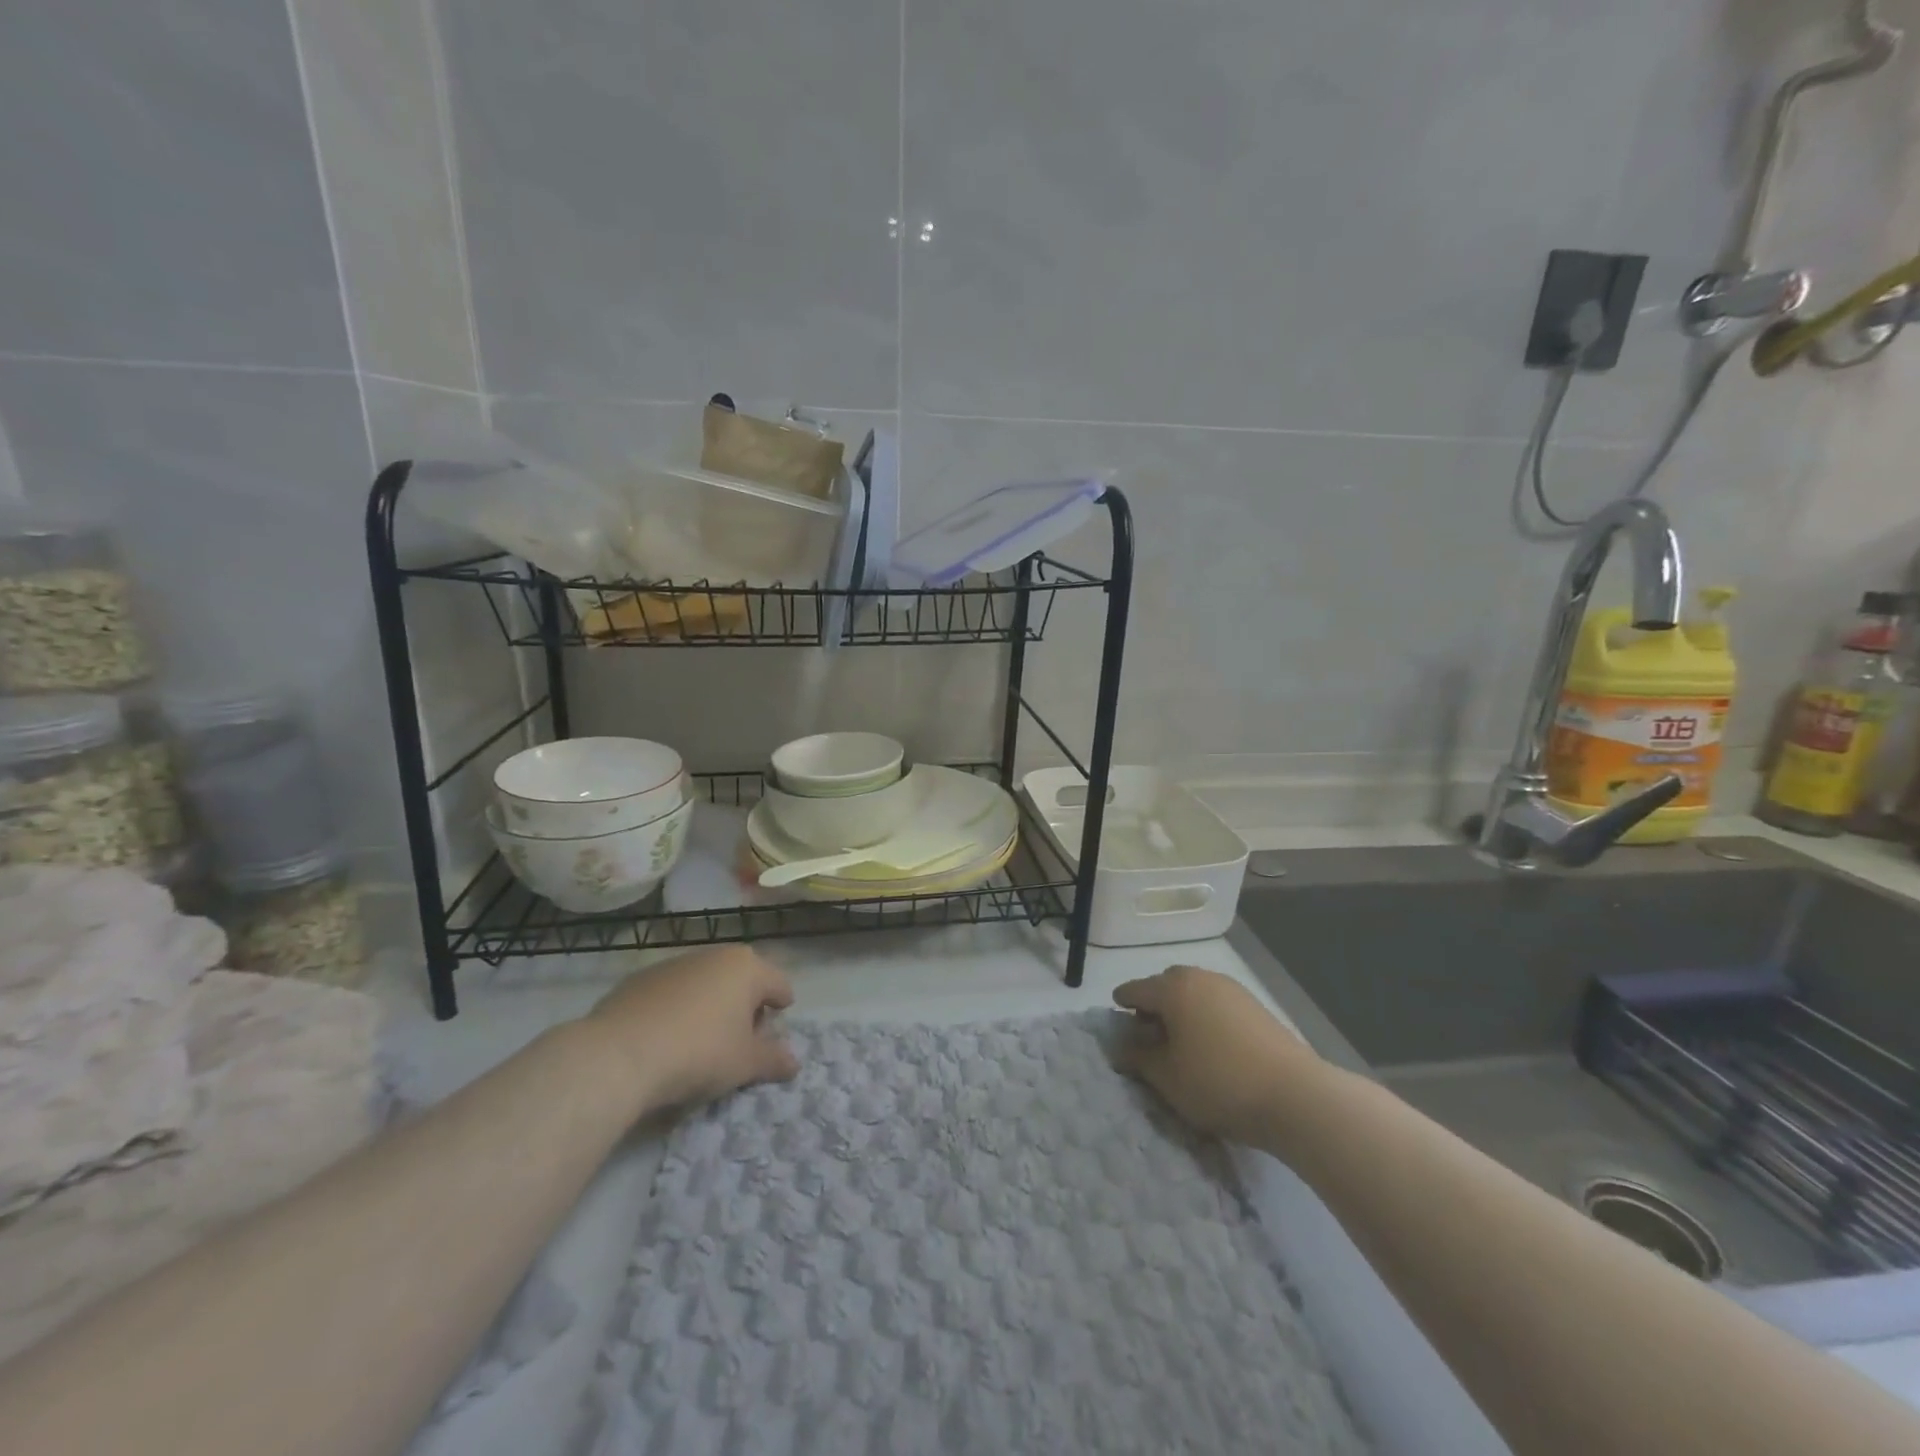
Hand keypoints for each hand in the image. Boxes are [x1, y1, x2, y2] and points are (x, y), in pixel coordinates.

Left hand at [583, 945, 798, 1117]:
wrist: (619, 1055)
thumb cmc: (699, 1053)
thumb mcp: (745, 1064)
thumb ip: (773, 1060)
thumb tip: (794, 1063)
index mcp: (747, 968)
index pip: (778, 984)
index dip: (781, 1006)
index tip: (776, 1027)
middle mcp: (713, 955)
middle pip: (741, 980)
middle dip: (745, 1006)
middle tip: (741, 1039)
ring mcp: (673, 964)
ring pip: (704, 983)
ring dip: (710, 1005)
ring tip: (701, 1041)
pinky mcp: (639, 980)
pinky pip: (671, 993)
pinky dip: (677, 1009)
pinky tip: (666, 1039)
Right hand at [1114, 966, 1324, 1149]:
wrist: (1295, 1096)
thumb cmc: (1218, 1083)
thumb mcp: (1167, 1078)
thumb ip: (1138, 1057)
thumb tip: (1121, 1045)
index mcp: (1173, 989)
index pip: (1135, 990)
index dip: (1121, 1004)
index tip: (1116, 1019)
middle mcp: (1201, 978)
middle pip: (1166, 984)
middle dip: (1153, 1003)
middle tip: (1149, 1033)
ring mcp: (1232, 989)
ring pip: (1194, 991)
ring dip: (1182, 1009)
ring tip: (1182, 1042)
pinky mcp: (1256, 1006)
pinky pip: (1217, 1003)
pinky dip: (1206, 1015)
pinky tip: (1212, 1044)